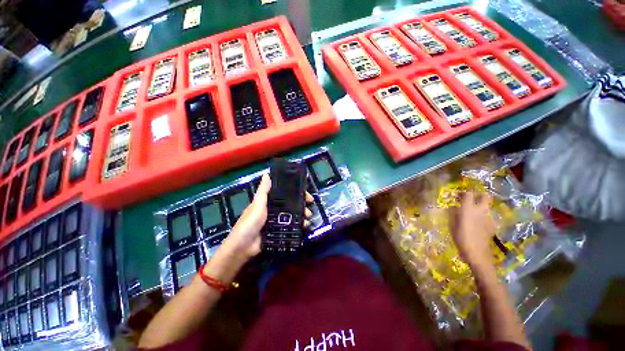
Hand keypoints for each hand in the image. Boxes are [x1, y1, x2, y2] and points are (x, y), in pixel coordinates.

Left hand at [221, 174, 313, 260]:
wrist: (243, 247)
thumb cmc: (250, 223)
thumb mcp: (257, 205)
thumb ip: (263, 191)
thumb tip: (266, 174)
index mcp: (269, 202)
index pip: (285, 194)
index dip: (296, 193)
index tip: (306, 195)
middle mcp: (274, 210)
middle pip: (291, 205)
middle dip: (302, 205)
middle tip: (310, 209)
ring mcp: (277, 221)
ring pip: (293, 216)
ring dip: (302, 216)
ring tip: (308, 220)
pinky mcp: (279, 231)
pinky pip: (291, 227)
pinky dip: (298, 226)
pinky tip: (304, 227)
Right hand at [451, 191, 494, 268]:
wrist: (477, 254)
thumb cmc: (461, 239)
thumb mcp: (452, 225)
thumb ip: (453, 214)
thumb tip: (453, 207)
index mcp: (468, 209)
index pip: (468, 194)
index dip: (463, 193)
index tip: (458, 196)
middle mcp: (480, 211)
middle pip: (485, 196)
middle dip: (479, 195)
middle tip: (471, 199)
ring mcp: (488, 218)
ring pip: (487, 206)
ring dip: (480, 206)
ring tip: (472, 213)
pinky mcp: (492, 225)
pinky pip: (487, 216)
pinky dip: (482, 216)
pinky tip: (477, 224)